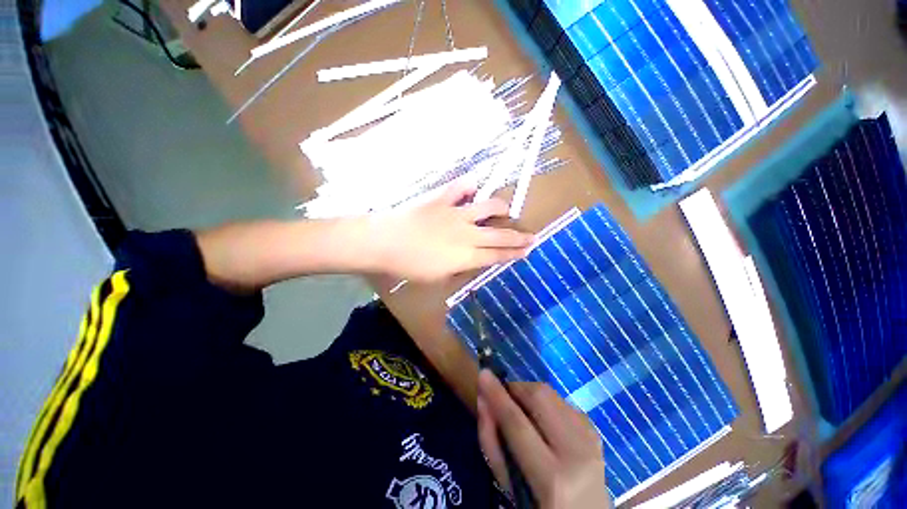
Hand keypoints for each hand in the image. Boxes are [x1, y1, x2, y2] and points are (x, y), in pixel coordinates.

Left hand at [367, 181, 534, 283]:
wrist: (383, 242)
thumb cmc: (408, 265)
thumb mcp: (436, 277)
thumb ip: (458, 268)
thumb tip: (470, 261)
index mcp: (464, 257)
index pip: (496, 255)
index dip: (514, 253)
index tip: (528, 250)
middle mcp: (466, 234)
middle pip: (499, 234)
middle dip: (519, 236)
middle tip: (532, 235)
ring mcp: (455, 214)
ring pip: (488, 207)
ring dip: (500, 209)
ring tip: (506, 210)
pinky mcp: (441, 199)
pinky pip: (461, 187)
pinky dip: (469, 186)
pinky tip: (473, 188)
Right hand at [477, 370, 610, 508]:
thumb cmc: (541, 508)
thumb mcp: (510, 485)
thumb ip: (492, 442)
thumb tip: (483, 399)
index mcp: (553, 479)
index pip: (517, 423)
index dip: (497, 395)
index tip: (483, 374)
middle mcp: (577, 452)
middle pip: (539, 397)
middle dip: (516, 389)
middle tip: (503, 397)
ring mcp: (591, 439)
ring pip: (551, 393)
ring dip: (529, 394)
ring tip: (521, 410)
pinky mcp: (595, 430)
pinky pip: (561, 400)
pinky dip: (545, 402)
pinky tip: (541, 418)